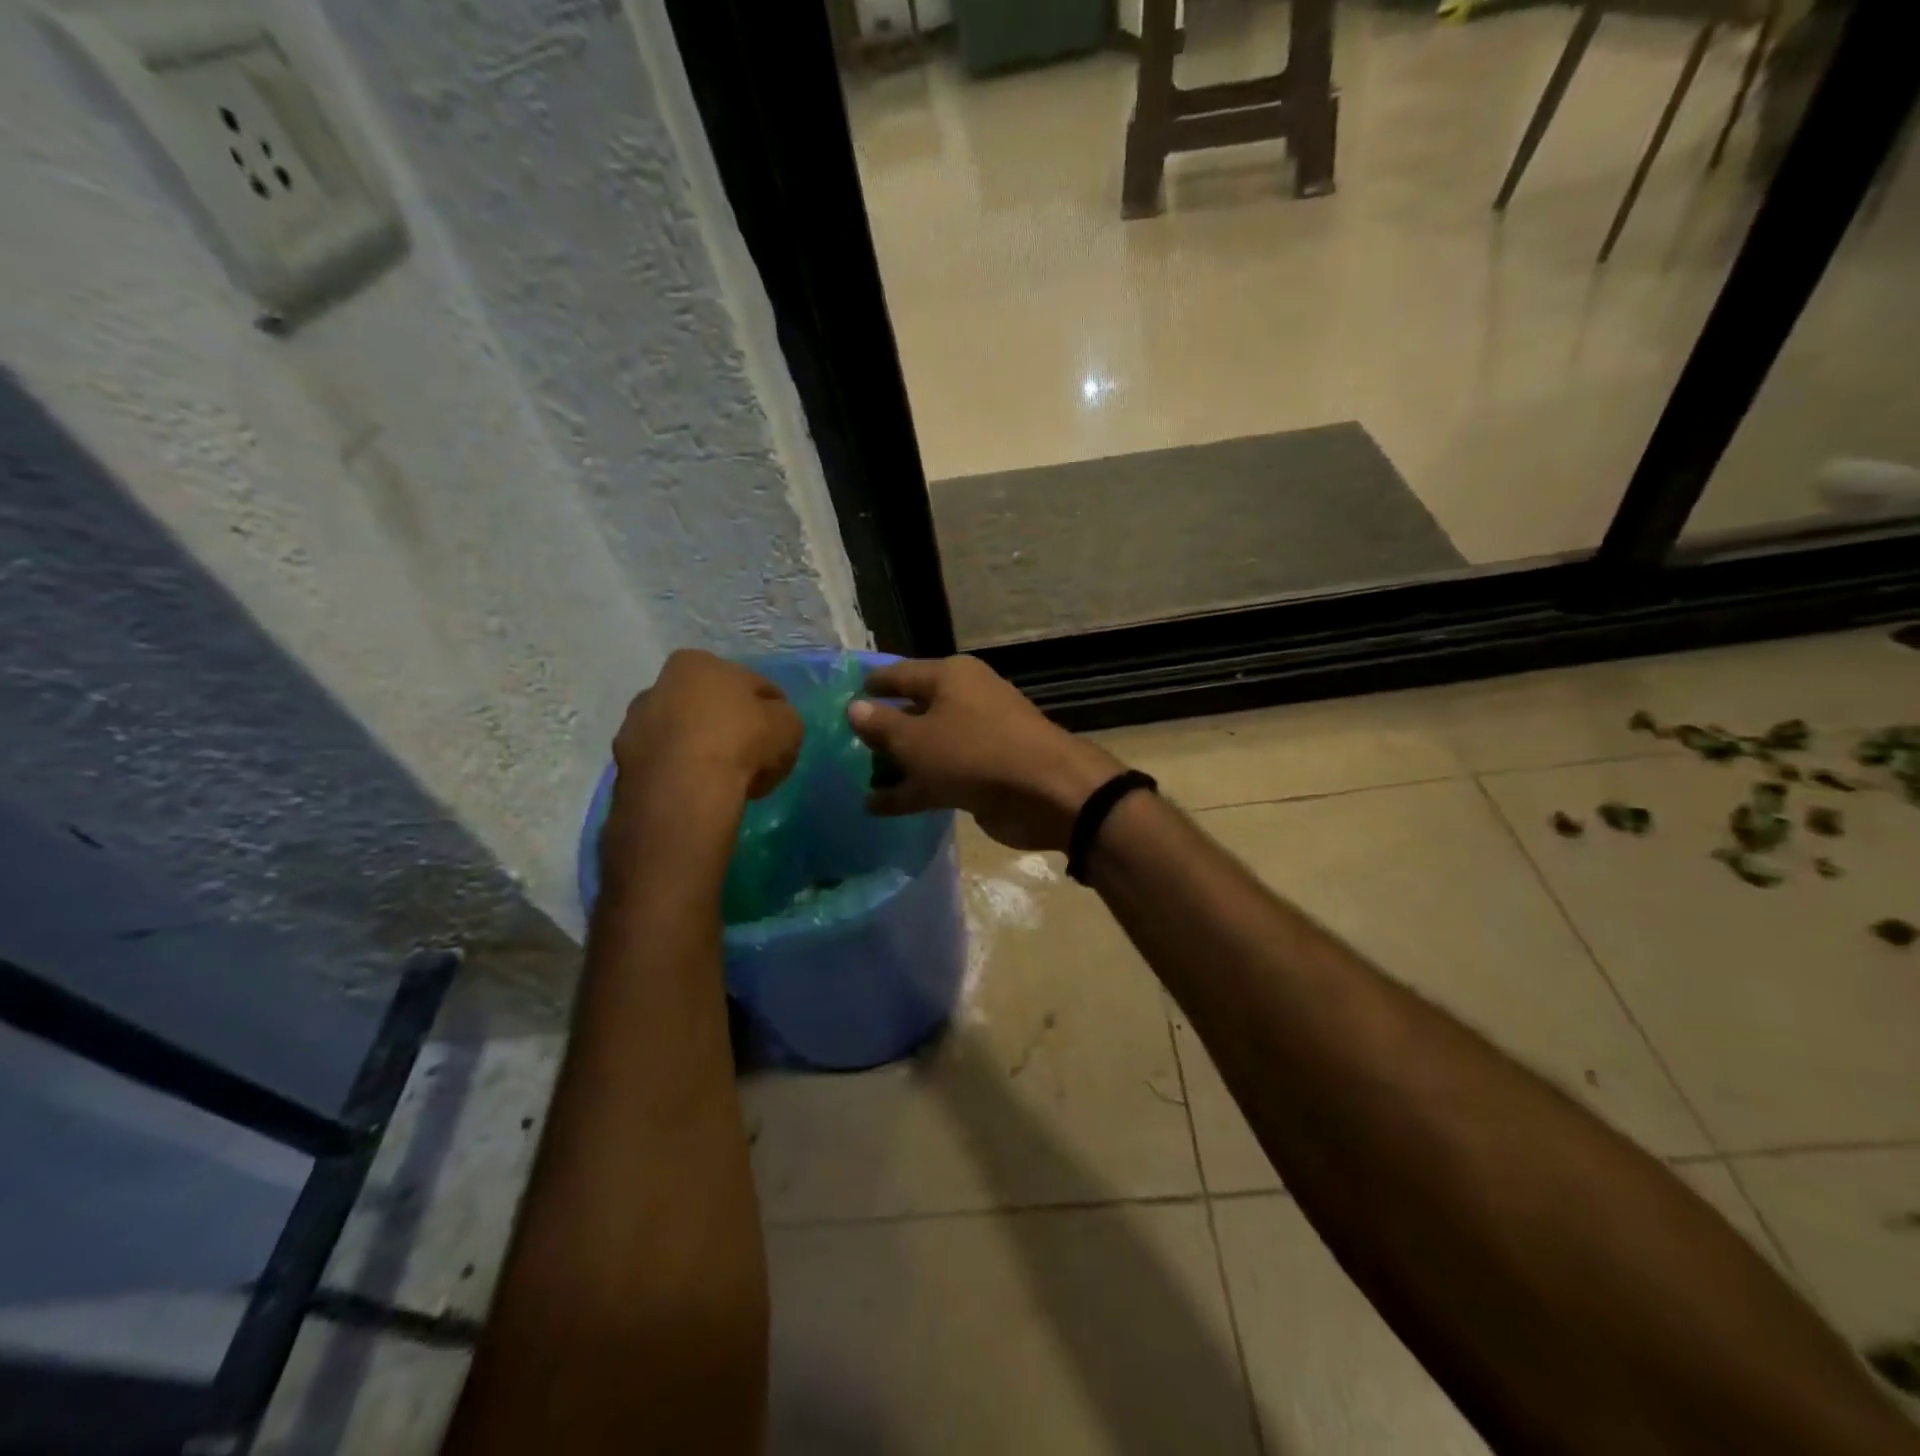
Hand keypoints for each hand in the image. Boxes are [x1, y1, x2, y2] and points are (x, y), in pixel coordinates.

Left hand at [612, 650, 802, 803]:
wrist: (684, 791)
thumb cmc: (740, 742)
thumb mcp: (788, 725)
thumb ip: (782, 717)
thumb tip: (772, 722)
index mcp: (696, 663)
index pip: (747, 681)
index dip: (768, 706)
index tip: (778, 729)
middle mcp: (657, 686)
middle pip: (706, 705)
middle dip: (726, 724)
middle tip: (751, 753)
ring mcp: (634, 726)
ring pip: (681, 736)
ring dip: (700, 750)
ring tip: (725, 777)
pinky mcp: (623, 765)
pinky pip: (665, 765)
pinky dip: (682, 774)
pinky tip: (701, 791)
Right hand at [847, 656, 1122, 851]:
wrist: (1045, 792)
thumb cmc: (973, 753)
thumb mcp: (916, 740)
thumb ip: (881, 726)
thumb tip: (854, 707)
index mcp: (949, 677)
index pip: (898, 674)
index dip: (871, 687)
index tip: (843, 698)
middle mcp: (964, 700)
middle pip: (913, 711)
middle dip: (882, 730)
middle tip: (845, 746)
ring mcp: (976, 738)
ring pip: (926, 748)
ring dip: (896, 765)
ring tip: (859, 780)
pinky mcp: (984, 772)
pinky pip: (940, 776)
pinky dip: (913, 790)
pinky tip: (880, 807)